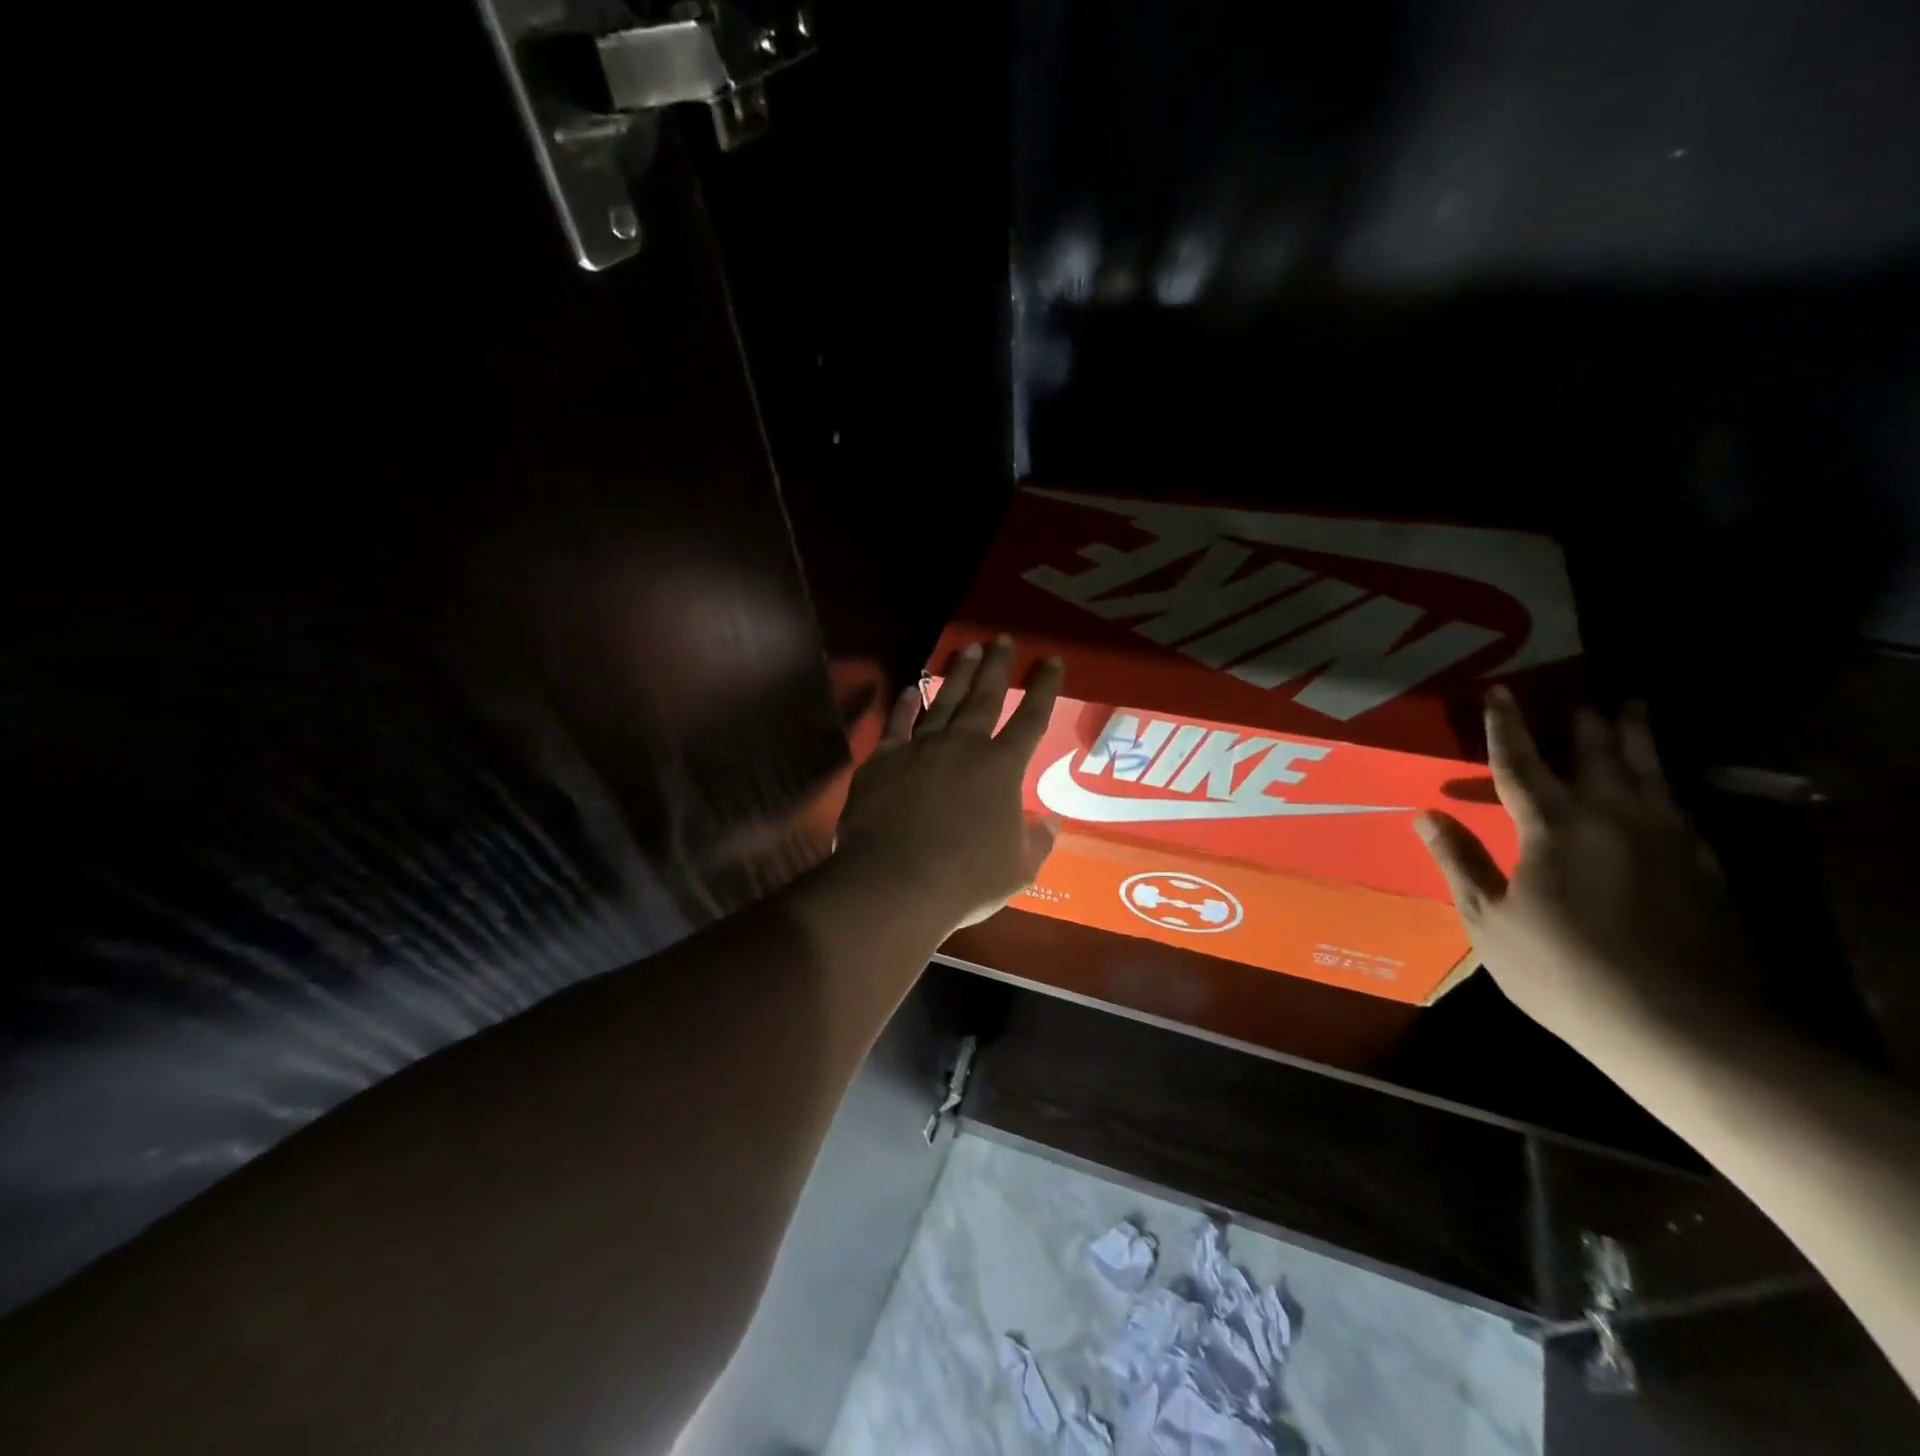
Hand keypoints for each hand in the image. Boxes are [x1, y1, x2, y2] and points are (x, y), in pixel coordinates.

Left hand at [832, 638, 1064, 933]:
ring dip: (956, 675)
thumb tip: (1052, 820)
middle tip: (1001, 639)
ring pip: (943, 702)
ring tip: (966, 649)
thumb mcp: (1018, 869)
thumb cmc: (965, 880)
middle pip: (984, 697)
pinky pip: (897, 724)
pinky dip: (905, 704)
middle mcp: (964, 747)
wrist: (895, 883)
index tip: (1050, 660)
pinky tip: (911, 688)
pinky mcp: (884, 760)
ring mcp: (920, 748)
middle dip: (996, 666)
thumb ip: (1037, 841)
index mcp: (1002, 768)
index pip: (1031, 719)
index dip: (1043, 688)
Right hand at [1416, 690, 1758, 1046]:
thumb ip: (1459, 862)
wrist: (1683, 1026)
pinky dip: (1666, 784)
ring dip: (1636, 738)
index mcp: (1554, 828)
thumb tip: (1425, 814)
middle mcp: (1614, 819)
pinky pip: (1680, 807)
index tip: (1499, 692)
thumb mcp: (1489, 920)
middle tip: (1579, 696)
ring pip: (1649, 773)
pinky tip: (1664, 787)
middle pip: (1597, 757)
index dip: (1507, 727)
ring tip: (1633, 709)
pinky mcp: (1703, 868)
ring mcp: (1667, 841)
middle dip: (1584, 724)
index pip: (1521, 764)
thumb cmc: (1564, 971)